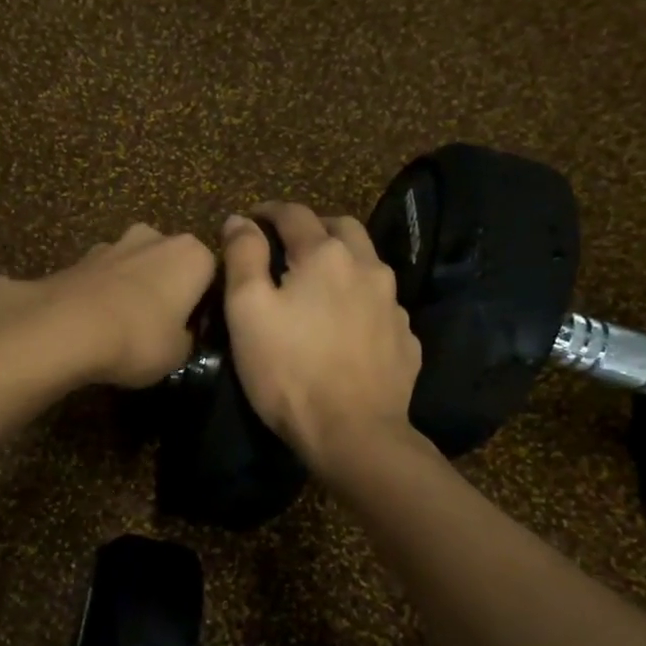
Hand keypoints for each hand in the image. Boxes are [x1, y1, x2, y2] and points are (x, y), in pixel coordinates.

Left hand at [0, 224, 215, 388]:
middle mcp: (157, 237)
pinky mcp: (80, 257)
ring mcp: (115, 243)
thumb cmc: (138, 339)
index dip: (204, 304)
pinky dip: (103, 293)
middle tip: (161, 327)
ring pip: (136, 265)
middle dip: (168, 287)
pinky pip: (104, 276)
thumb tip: (182, 334)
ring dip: (134, 287)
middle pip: (171, 263)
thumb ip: (188, 338)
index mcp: (193, 255)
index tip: (195, 330)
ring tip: (124, 326)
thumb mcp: (179, 354)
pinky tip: (95, 322)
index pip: (212, 275)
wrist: (65, 327)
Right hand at [222, 203, 420, 472]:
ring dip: (341, 261)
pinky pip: (381, 305)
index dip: (268, 211)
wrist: (352, 434)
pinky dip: (360, 300)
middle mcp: (367, 268)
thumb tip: (240, 219)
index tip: (250, 219)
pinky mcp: (405, 339)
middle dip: (312, 227)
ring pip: (368, 264)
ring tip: (318, 284)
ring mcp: (393, 304)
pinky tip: (347, 324)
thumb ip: (243, 256)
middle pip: (341, 228)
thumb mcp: (247, 310)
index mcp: (325, 255)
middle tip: (287, 244)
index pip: (294, 214)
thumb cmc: (288, 370)